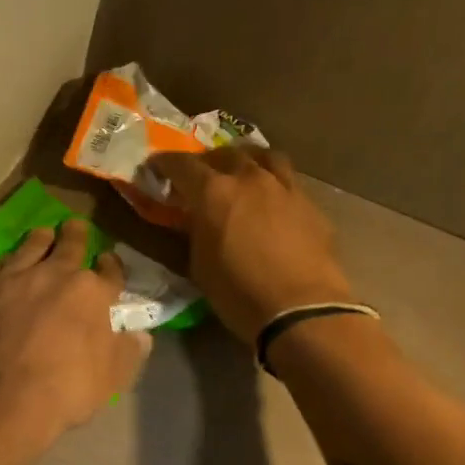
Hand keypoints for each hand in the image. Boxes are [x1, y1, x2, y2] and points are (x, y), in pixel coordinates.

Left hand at [0, 219, 149, 456]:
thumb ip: (127, 351)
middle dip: (75, 236)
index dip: (111, 267)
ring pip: (29, 249)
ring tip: (42, 235)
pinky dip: (5, 267)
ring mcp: (11, 282)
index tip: (108, 262)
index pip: (109, 271)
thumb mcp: (112, 379)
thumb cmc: (65, 390)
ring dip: (39, 240)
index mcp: (91, 293)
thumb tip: (140, 335)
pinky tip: (5, 270)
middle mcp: (52, 276)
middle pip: (68, 246)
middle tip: (74, 227)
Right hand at [149, 149, 354, 342]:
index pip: (182, 165)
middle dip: (206, 161)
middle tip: (198, 176)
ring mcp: (284, 187)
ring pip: (263, 156)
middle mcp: (249, 179)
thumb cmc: (238, 293)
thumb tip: (194, 221)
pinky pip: (287, 181)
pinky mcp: (310, 204)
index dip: (164, 164)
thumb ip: (194, 233)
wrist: (300, 309)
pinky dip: (272, 183)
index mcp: (213, 193)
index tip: (155, 167)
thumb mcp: (199, 265)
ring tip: (239, 173)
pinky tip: (270, 201)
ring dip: (245, 160)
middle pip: (224, 154)